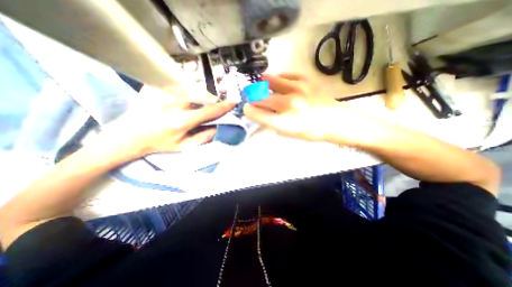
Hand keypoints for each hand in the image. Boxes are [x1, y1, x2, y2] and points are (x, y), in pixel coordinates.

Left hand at [100, 98, 235, 156]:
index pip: (209, 111)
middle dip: (211, 100)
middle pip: (202, 95)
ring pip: (192, 88)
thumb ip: (204, 137)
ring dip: (199, 95)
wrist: (128, 134)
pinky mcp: (155, 86)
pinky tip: (182, 99)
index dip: (223, 107)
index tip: (234, 102)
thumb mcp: (184, 146)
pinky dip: (187, 90)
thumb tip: (219, 128)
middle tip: (212, 106)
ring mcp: (163, 92)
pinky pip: (179, 84)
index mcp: (181, 121)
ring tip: (195, 104)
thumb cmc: (159, 143)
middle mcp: (173, 104)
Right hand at [243, 74, 363, 145]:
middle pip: (261, 98)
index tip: (245, 108)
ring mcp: (297, 90)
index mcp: (284, 122)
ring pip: (269, 81)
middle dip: (252, 99)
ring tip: (260, 86)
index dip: (248, 111)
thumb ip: (271, 125)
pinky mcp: (305, 81)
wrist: (335, 121)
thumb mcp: (288, 134)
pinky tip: (277, 82)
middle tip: (251, 98)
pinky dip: (277, 78)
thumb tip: (258, 116)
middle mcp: (288, 105)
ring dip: (261, 84)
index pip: (257, 114)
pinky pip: (285, 75)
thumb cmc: (311, 132)